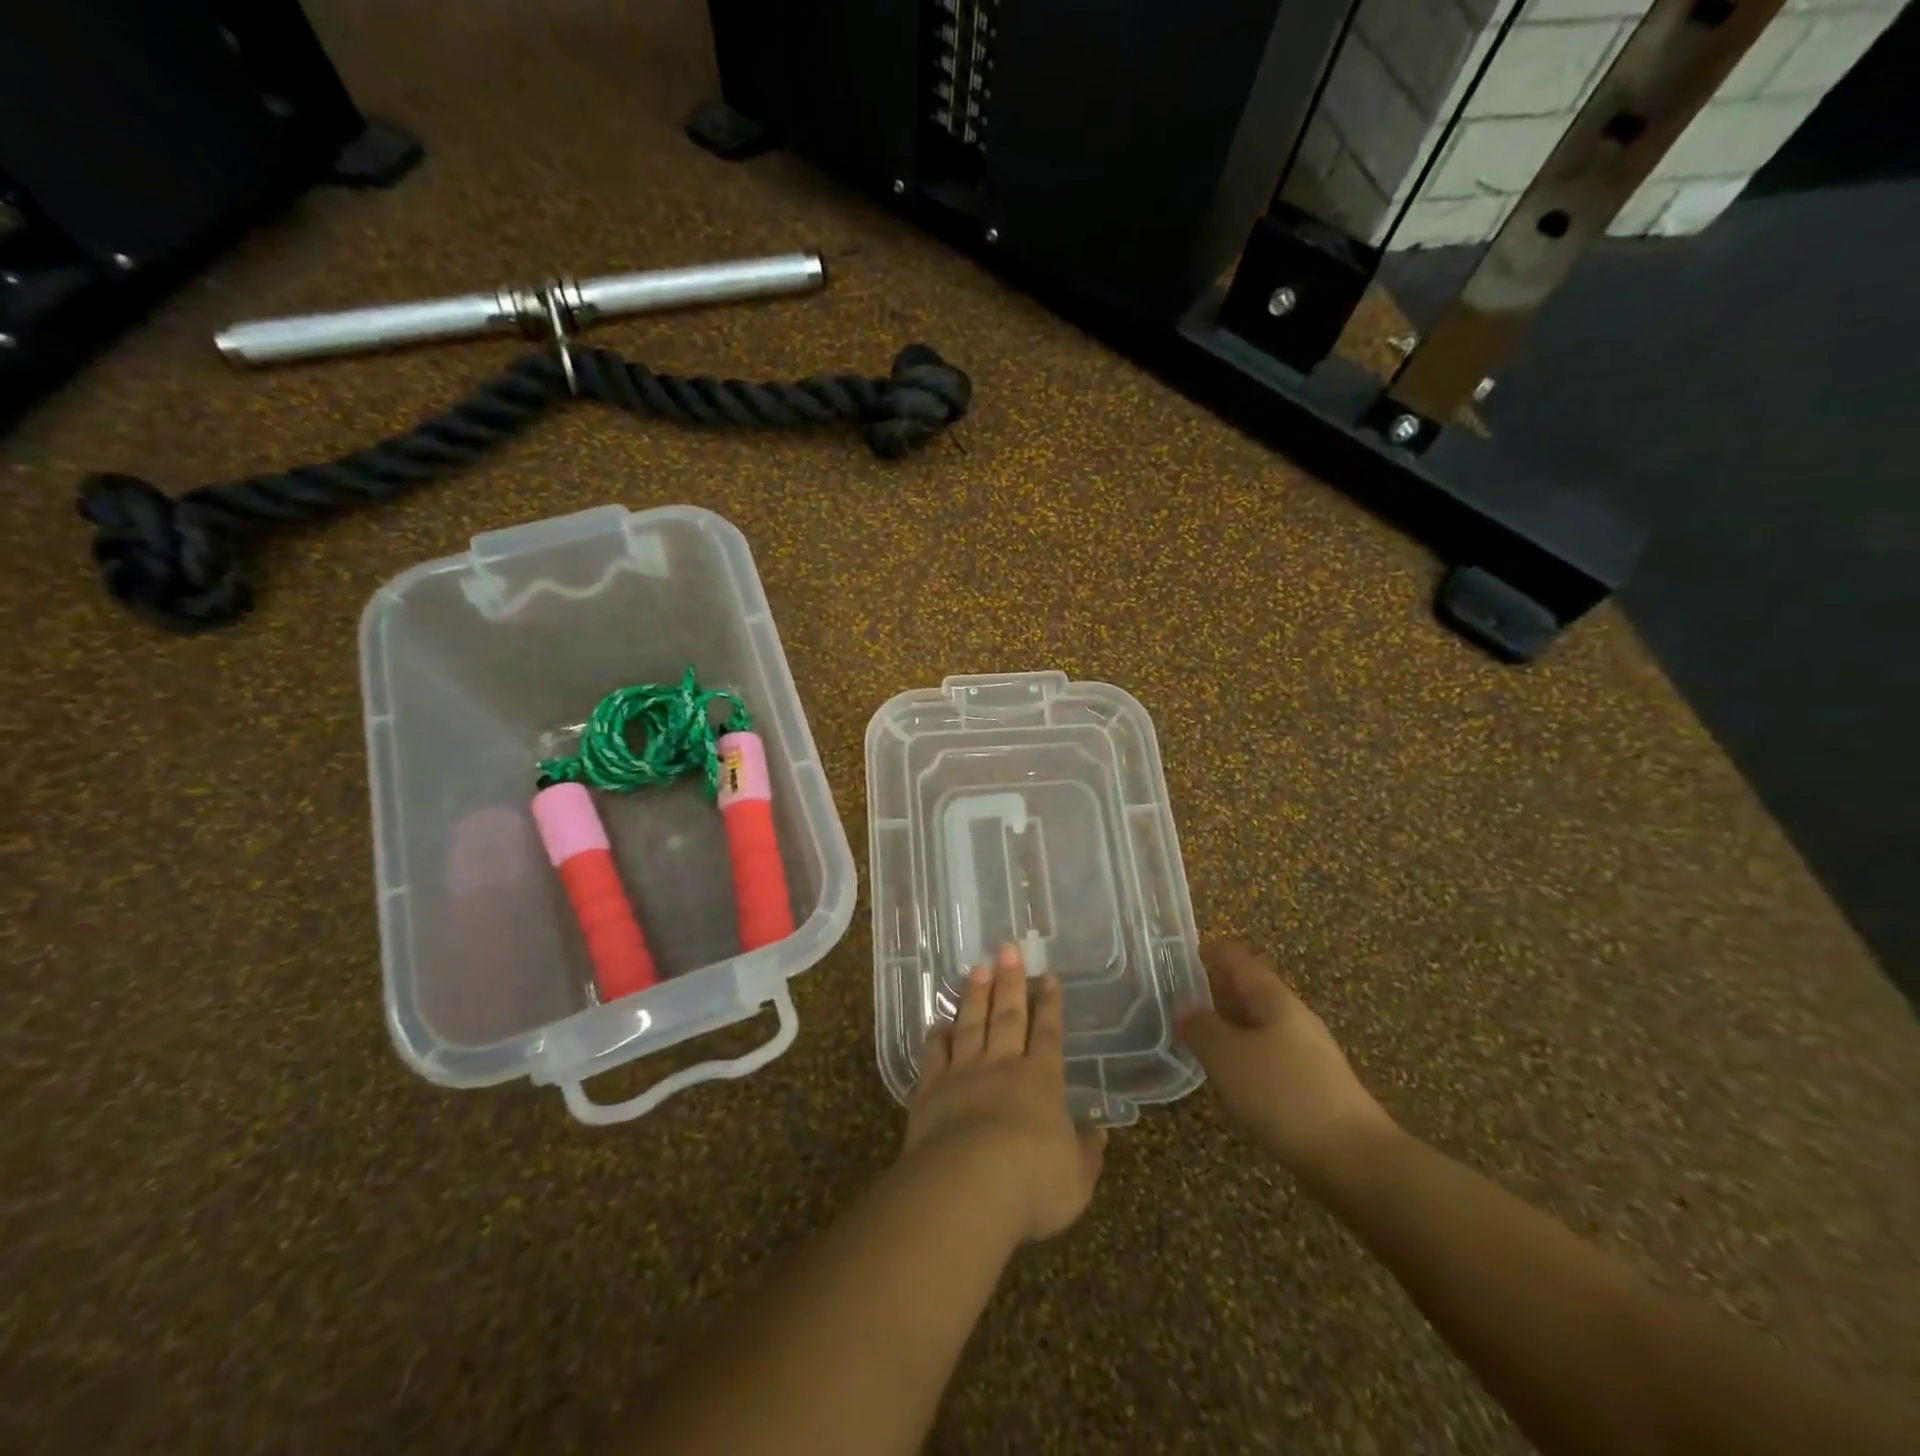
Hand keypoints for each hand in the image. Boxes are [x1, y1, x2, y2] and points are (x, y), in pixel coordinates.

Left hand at [904, 944, 1106, 1243]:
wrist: (967, 1187)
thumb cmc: (1032, 1183)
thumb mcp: (1076, 1177)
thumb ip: (1086, 1152)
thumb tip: (1099, 1133)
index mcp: (1040, 1081)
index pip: (1048, 1033)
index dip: (1050, 1004)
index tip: (1048, 975)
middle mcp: (1002, 1067)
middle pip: (1007, 1016)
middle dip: (1010, 981)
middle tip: (1007, 948)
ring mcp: (963, 1074)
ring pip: (971, 1025)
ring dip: (975, 996)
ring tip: (977, 968)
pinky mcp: (930, 1091)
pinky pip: (934, 1055)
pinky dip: (937, 1037)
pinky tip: (938, 1024)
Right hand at [1177, 941, 1397, 1186]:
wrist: (1357, 1162)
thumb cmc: (1285, 1096)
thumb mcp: (1229, 1058)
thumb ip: (1202, 1029)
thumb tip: (1185, 1010)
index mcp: (1276, 1000)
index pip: (1239, 960)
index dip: (1211, 952)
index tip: (1180, 953)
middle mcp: (1295, 1019)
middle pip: (1251, 991)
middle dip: (1217, 989)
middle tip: (1179, 995)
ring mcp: (1308, 1054)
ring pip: (1260, 1025)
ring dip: (1229, 1023)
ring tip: (1196, 1034)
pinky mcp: (1313, 1087)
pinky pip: (1269, 1055)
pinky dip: (1244, 1054)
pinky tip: (1229, 1075)